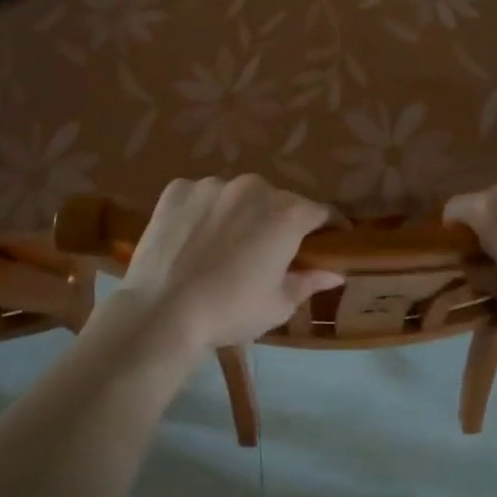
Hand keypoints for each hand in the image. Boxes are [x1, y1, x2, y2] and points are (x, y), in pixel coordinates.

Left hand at [112, 176, 344, 354]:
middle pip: (277, 200)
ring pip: (237, 196)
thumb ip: (309, 282)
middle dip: (280, 221)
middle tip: (271, 250)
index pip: (321, 212)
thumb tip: (334, 273)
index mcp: (287, 213)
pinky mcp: (178, 189)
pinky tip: (195, 239)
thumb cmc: (230, 311)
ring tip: (227, 245)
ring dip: (240, 213)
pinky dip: (204, 212)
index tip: (333, 240)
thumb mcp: (278, 304)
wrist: (162, 312)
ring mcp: (212, 184)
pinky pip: (201, 196)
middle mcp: (253, 187)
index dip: (330, 226)